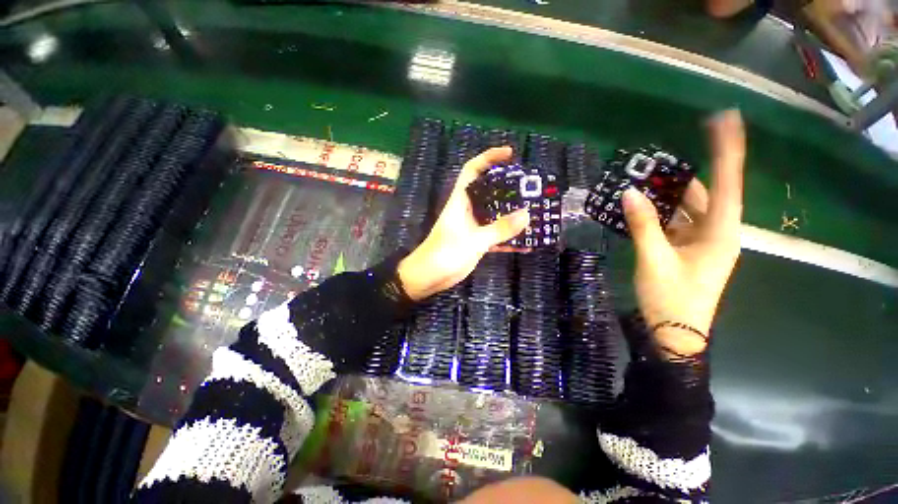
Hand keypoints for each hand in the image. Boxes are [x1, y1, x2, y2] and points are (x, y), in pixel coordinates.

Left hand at [398, 147, 529, 300]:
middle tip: (531, 188)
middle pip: (489, 191)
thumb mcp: (473, 241)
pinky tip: (526, 244)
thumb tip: (527, 214)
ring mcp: (473, 226)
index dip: (489, 158)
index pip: (472, 171)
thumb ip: (499, 229)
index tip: (510, 153)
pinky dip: (509, 238)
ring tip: (535, 213)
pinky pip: (496, 235)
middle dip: (509, 187)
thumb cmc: (444, 254)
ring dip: (512, 214)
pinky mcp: (476, 242)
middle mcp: (468, 210)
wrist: (428, 277)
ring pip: (495, 214)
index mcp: (461, 201)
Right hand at [622, 110, 745, 356]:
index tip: (724, 120)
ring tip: (642, 181)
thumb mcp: (653, 260)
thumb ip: (643, 225)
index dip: (727, 151)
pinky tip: (641, 207)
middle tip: (656, 160)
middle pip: (704, 194)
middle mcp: (717, 233)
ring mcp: (702, 242)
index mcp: (720, 233)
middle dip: (682, 176)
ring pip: (687, 209)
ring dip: (667, 196)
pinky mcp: (688, 250)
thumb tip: (629, 193)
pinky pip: (676, 224)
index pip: (727, 184)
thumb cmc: (671, 298)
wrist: (675, 333)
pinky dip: (660, 214)